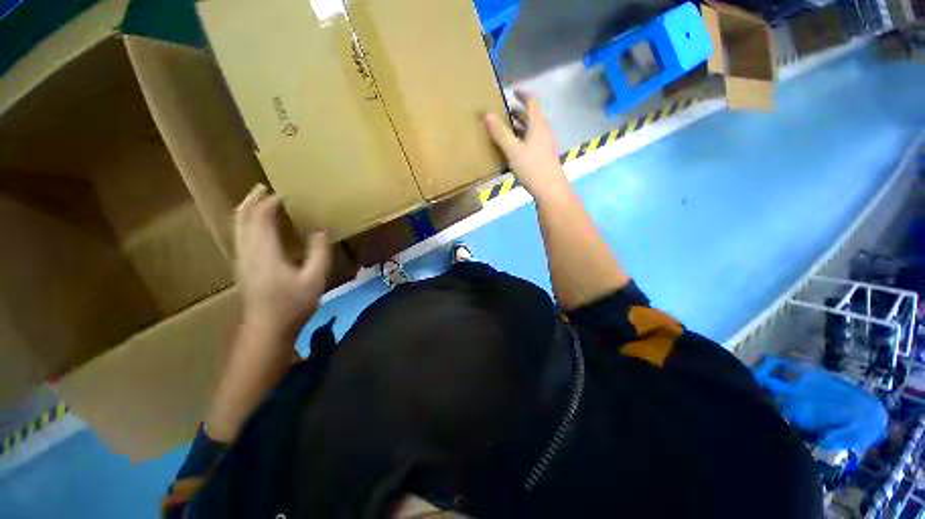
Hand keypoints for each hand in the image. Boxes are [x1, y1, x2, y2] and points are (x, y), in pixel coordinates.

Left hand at [234, 184, 330, 337]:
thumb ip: (319, 252)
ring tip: (257, 201)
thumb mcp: (315, 278)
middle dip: (251, 201)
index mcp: (265, 252)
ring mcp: (242, 260)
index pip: (261, 218)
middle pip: (242, 219)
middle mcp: (248, 252)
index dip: (270, 203)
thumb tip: (321, 230)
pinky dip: (245, 224)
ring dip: (246, 211)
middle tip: (262, 187)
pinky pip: (240, 236)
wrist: (267, 329)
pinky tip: (255, 226)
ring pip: (237, 227)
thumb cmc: (293, 304)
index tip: (283, 193)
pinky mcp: (242, 267)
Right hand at [484, 91, 568, 199]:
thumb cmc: (532, 168)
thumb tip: (487, 114)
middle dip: (518, 113)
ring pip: (532, 130)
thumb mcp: (513, 150)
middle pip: (532, 117)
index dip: (523, 94)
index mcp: (538, 125)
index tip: (513, 92)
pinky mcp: (544, 156)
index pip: (532, 102)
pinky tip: (514, 149)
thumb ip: (500, 133)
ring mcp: (545, 144)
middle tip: (503, 113)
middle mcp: (544, 131)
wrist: (550, 189)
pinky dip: (522, 139)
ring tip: (506, 130)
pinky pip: (532, 141)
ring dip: (520, 127)